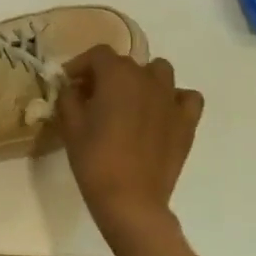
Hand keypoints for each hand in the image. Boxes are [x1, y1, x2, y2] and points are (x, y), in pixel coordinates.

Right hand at [56, 46, 203, 238]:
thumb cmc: (95, 160)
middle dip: (106, 74)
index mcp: (117, 76)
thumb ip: (68, 98)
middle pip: (126, 63)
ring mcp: (171, 99)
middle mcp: (147, 79)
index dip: (80, 65)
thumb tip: (71, 87)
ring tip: (129, 100)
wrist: (131, 201)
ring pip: (159, 72)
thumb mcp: (71, 126)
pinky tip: (161, 113)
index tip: (69, 82)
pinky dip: (174, 99)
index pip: (98, 54)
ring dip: (142, 79)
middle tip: (92, 97)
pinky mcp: (186, 122)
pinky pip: (187, 97)